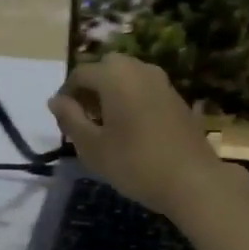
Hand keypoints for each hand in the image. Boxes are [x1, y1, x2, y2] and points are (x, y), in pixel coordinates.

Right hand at [48, 55, 238, 216]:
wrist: (192, 181)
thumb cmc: (135, 163)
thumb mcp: (92, 146)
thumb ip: (70, 119)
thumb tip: (56, 100)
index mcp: (115, 75)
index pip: (80, 73)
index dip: (66, 94)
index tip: (62, 120)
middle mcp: (139, 69)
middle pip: (106, 69)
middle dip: (90, 89)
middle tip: (84, 119)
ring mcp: (162, 82)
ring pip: (127, 77)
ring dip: (112, 93)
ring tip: (106, 126)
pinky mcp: (177, 98)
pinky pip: (145, 89)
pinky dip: (131, 99)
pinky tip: (131, 129)